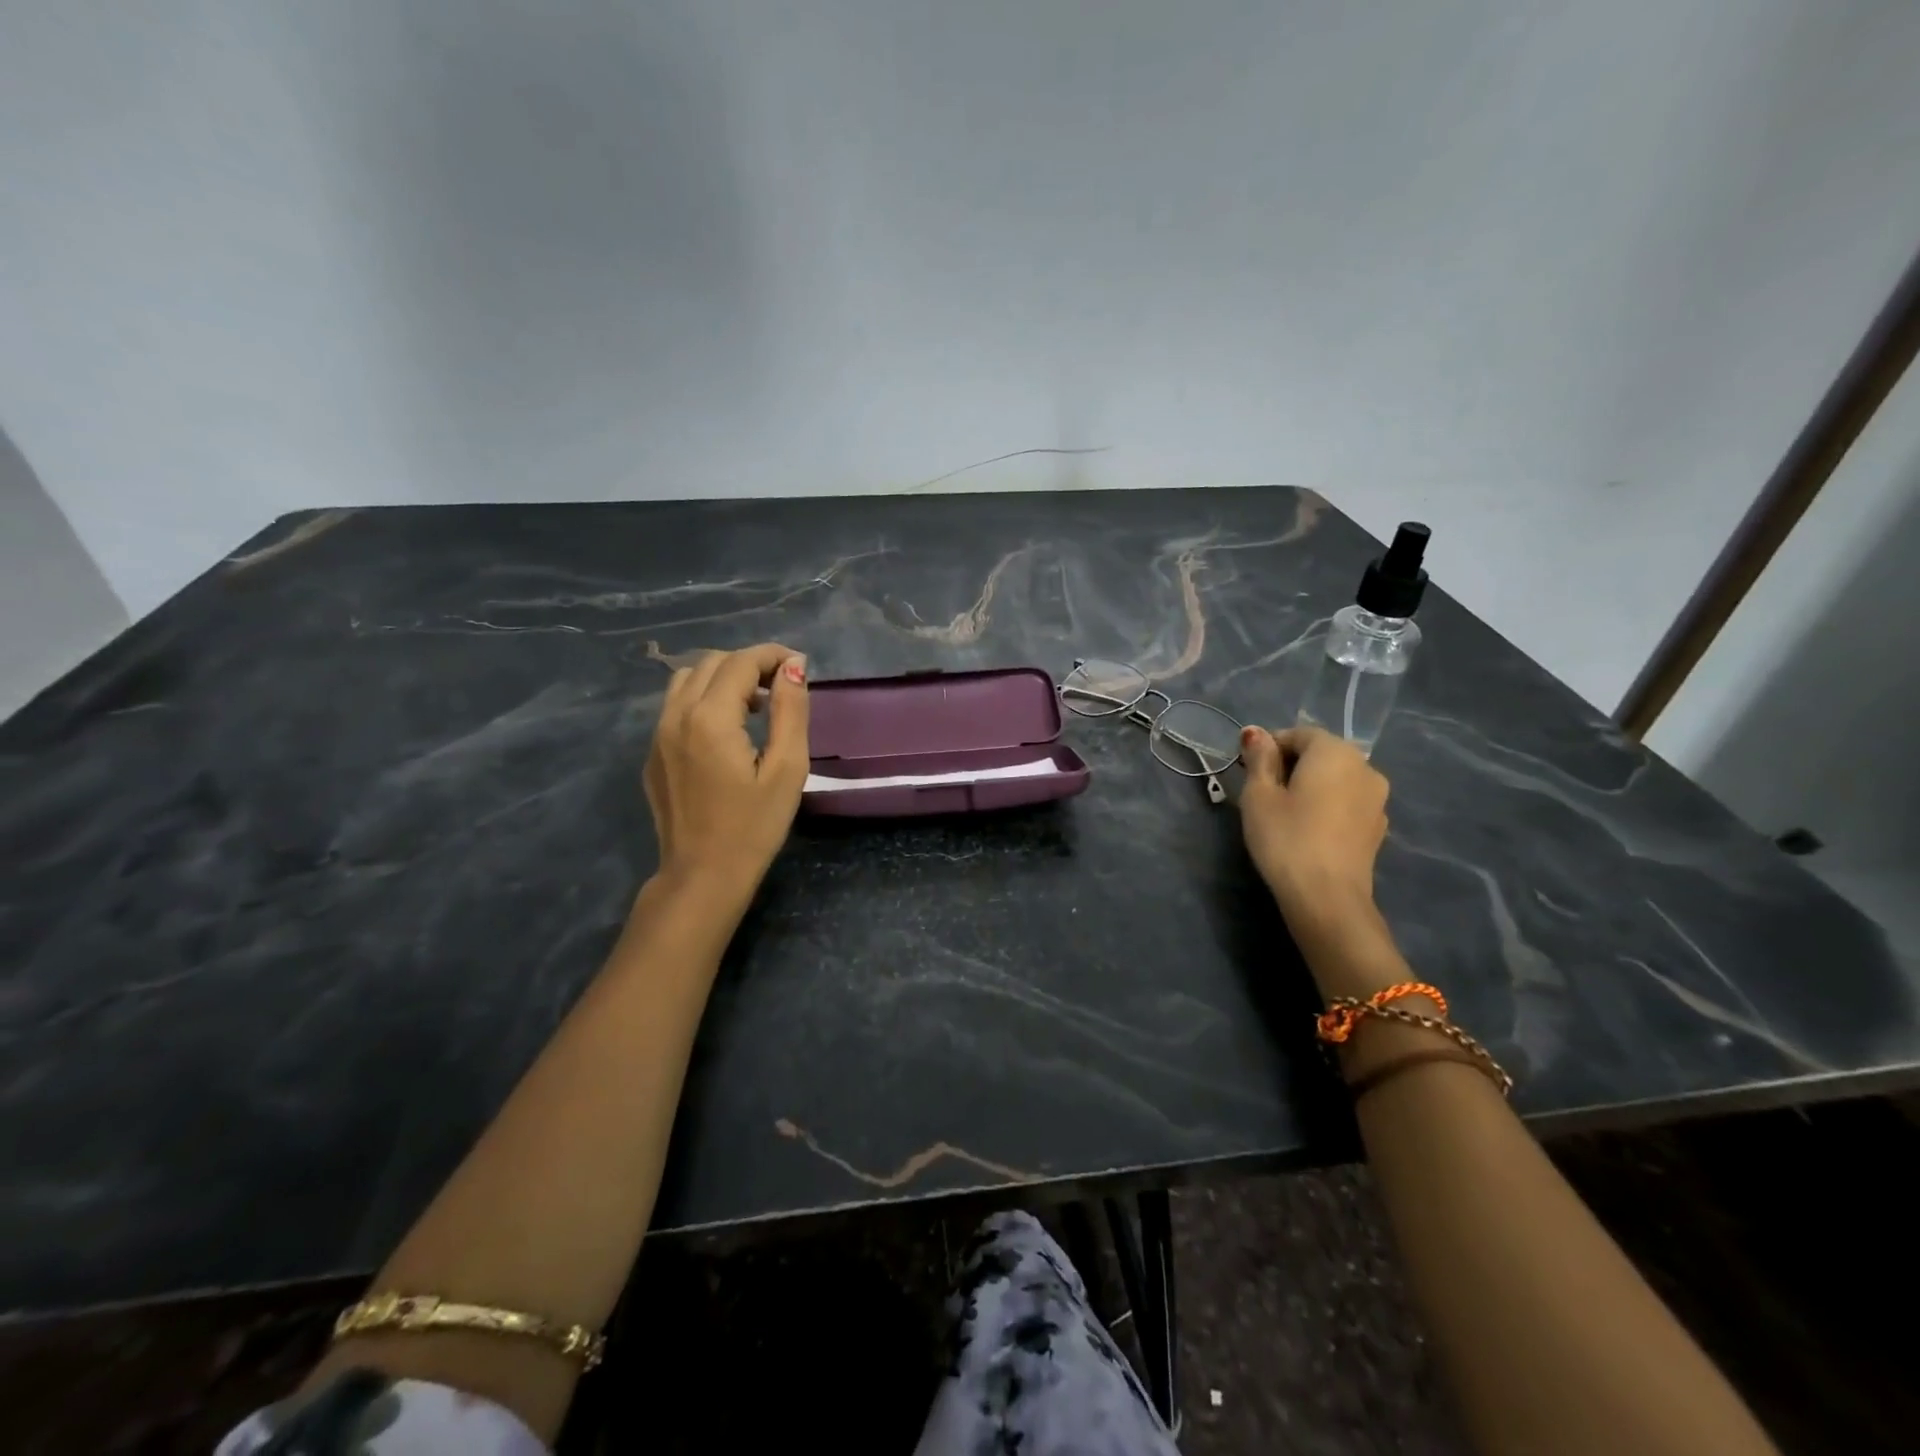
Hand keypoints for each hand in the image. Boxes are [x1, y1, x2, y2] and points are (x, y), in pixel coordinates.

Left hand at [643, 643, 809, 907]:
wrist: (702, 875)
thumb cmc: (754, 826)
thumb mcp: (787, 768)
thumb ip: (791, 710)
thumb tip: (794, 667)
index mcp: (710, 718)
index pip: (740, 662)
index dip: (772, 655)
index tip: (799, 666)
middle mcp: (675, 716)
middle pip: (711, 663)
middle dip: (749, 663)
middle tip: (782, 686)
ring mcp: (657, 735)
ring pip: (687, 680)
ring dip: (723, 678)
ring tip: (754, 705)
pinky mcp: (652, 754)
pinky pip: (675, 707)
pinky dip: (703, 699)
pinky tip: (727, 731)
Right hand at [1238, 723, 1389, 931]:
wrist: (1327, 897)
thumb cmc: (1286, 838)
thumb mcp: (1258, 795)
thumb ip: (1259, 759)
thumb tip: (1256, 733)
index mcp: (1335, 751)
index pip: (1298, 734)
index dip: (1269, 747)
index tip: (1247, 770)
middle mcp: (1365, 767)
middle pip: (1321, 753)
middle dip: (1291, 764)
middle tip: (1261, 791)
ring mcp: (1377, 799)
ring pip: (1336, 779)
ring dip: (1311, 785)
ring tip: (1284, 812)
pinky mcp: (1378, 827)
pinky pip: (1346, 802)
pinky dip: (1327, 805)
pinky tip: (1308, 829)